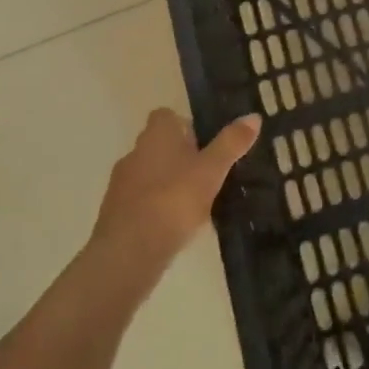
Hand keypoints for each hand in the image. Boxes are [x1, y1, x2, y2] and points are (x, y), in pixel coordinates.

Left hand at [89, 109, 261, 287]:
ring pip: (150, 174)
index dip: (185, 124)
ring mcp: (121, 184)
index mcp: (156, 135)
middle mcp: (135, 152)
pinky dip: (157, 207)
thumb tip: (253, 116)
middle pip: (159, 145)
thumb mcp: (212, 170)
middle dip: (180, 156)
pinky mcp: (115, 214)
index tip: (205, 141)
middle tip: (208, 172)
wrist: (128, 252)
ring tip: (196, 202)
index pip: (166, 115)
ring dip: (168, 182)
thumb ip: (231, 143)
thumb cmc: (173, 200)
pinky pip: (141, 201)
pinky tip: (176, 226)